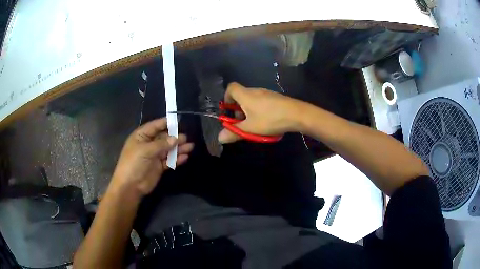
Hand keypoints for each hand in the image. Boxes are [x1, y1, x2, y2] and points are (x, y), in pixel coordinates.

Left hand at [111, 118, 193, 196]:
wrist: (130, 186)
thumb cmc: (134, 163)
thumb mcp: (146, 150)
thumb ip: (162, 144)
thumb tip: (176, 138)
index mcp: (142, 136)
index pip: (155, 126)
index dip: (166, 123)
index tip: (179, 121)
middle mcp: (148, 144)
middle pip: (164, 138)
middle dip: (175, 137)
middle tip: (186, 138)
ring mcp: (154, 156)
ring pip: (168, 149)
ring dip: (178, 148)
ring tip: (190, 147)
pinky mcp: (159, 166)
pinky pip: (169, 160)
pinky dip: (177, 159)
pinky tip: (185, 157)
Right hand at [218, 82, 304, 143]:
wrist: (297, 114)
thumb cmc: (270, 119)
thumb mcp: (250, 129)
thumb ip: (234, 133)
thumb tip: (220, 138)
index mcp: (246, 95)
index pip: (231, 88)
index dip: (226, 98)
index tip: (228, 111)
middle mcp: (255, 91)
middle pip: (241, 95)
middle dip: (238, 109)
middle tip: (242, 123)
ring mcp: (267, 93)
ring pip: (252, 99)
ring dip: (249, 111)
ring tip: (254, 124)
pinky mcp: (275, 97)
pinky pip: (262, 101)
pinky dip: (259, 110)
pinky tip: (266, 121)